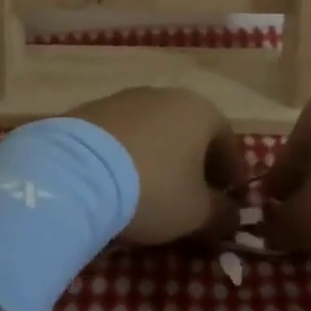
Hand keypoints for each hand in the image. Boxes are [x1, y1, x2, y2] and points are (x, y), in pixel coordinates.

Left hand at [73, 88, 243, 244]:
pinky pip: (124, 135)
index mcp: (201, 111)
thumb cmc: (153, 188)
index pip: (228, 143)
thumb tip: (232, 215)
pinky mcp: (94, 109)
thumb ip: (222, 214)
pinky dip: (130, 155)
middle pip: (191, 133)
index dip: (232, 176)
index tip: (230, 203)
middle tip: (193, 200)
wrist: (77, 171)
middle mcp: (167, 95)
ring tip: (152, 192)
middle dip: (196, 166)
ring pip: (156, 131)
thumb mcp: (197, 213)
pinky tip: (120, 182)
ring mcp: (127, 98)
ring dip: (161, 158)